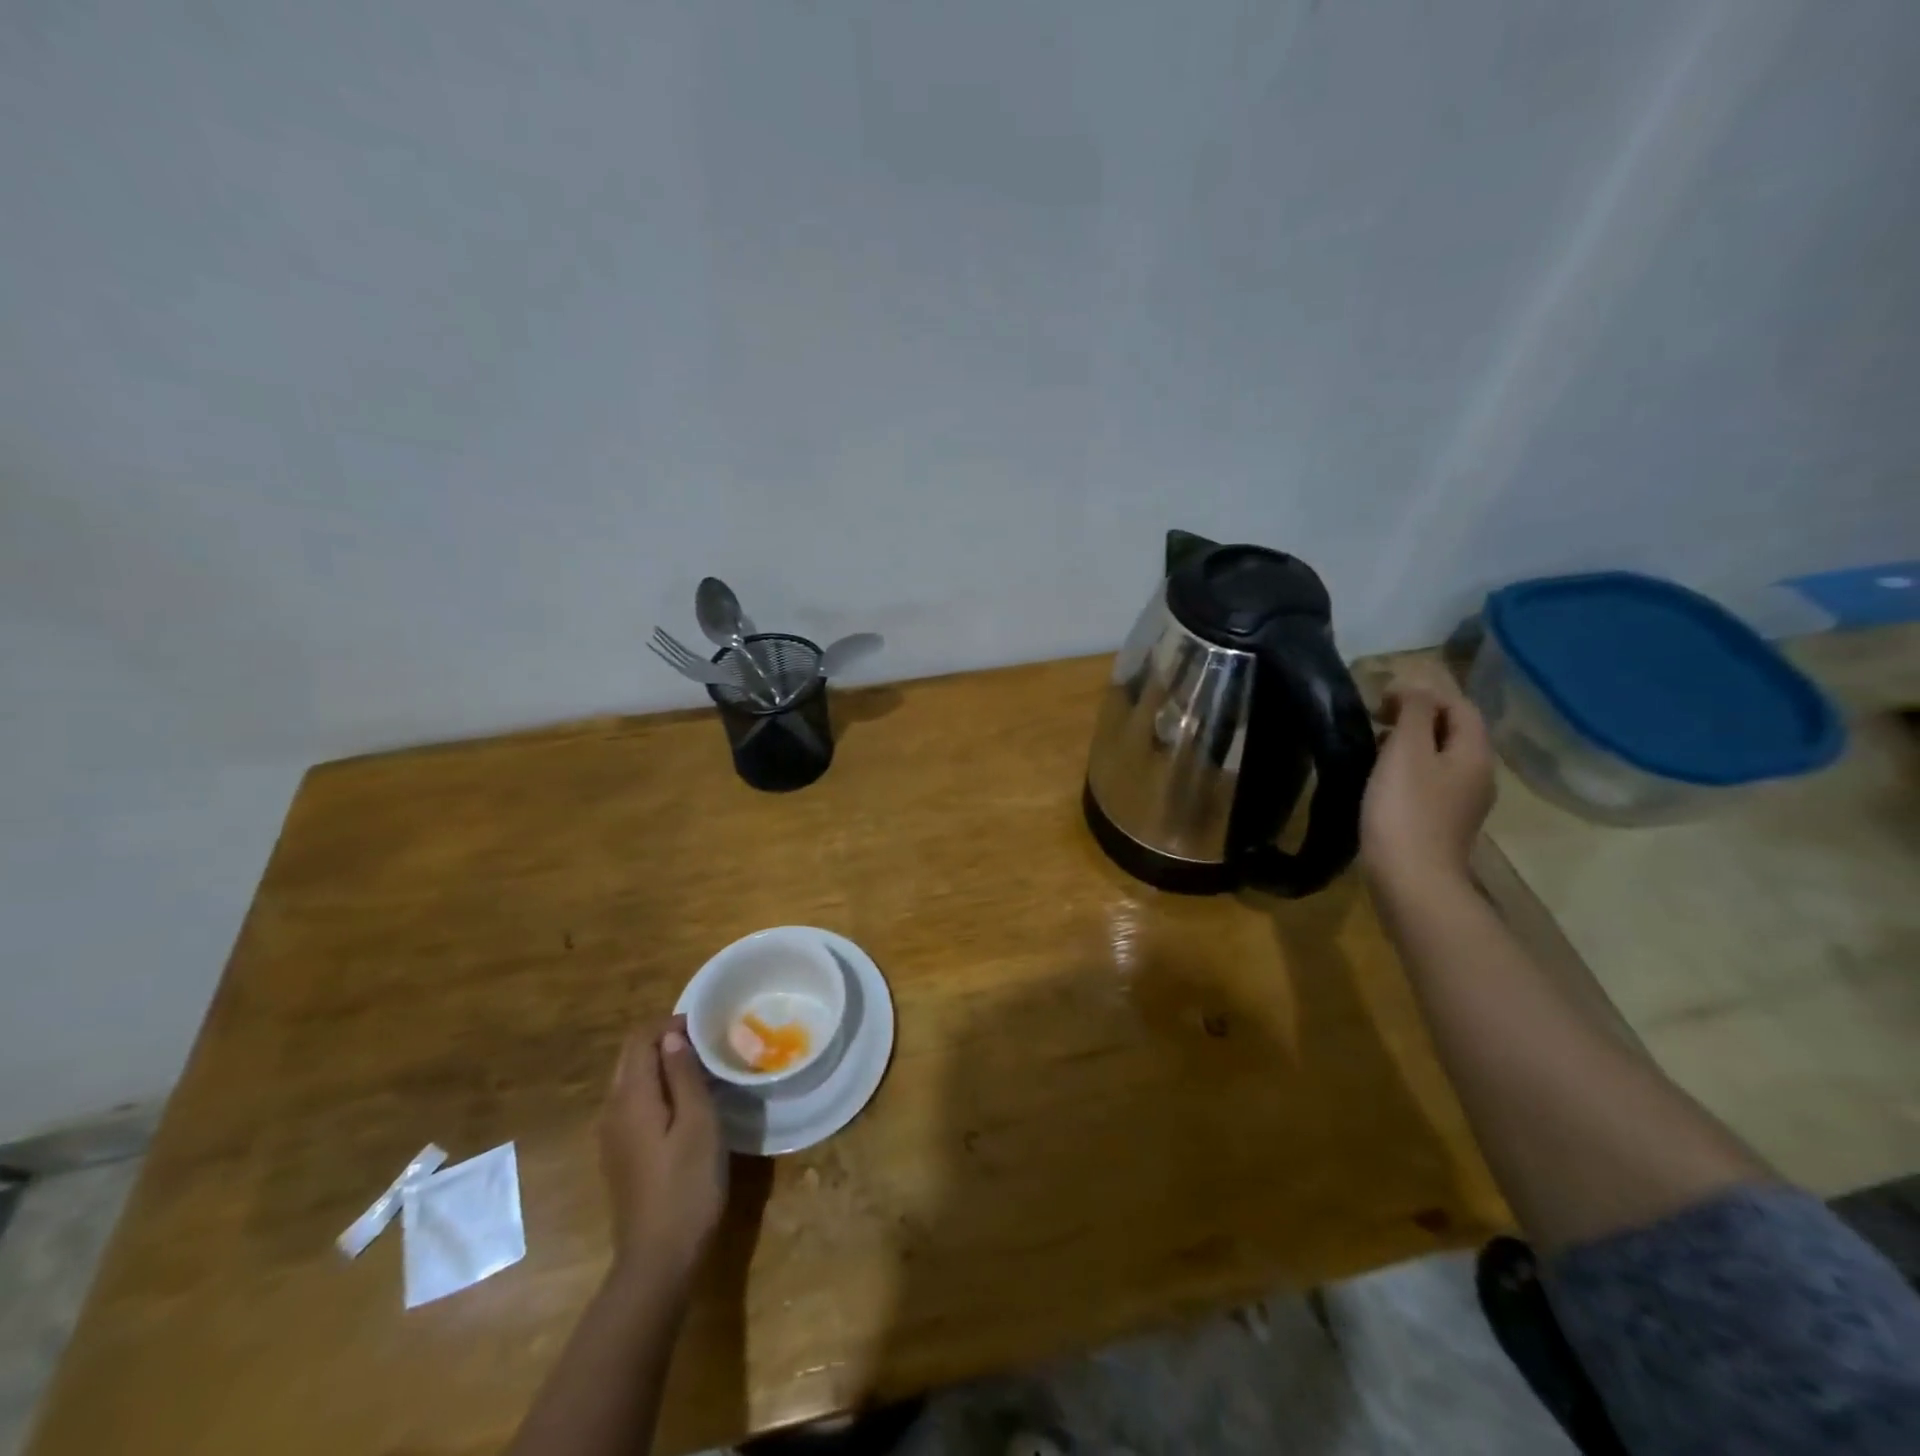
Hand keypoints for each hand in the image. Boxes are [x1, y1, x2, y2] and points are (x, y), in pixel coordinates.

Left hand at [600, 1016, 726, 1280]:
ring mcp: (612, 1136)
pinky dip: (656, 1089)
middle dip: (664, 1040)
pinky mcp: (620, 1155)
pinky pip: (633, 1104)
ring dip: (661, 1064)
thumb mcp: (698, 1122)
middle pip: (631, 1057)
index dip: (670, 1023)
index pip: (640, 1039)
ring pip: (631, 1080)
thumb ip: (684, 1075)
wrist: (658, 1258)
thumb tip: (673, 1035)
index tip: (706, 1025)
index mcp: (631, 1097)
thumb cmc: (687, 1184)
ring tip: (700, 1067)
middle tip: (706, 1042)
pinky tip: (684, 1103)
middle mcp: (612, 1110)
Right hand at [1360, 666, 1494, 895]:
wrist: (1412, 879)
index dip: (1424, 693)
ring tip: (1374, 747)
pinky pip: (1430, 782)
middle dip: (1417, 718)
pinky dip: (1408, 770)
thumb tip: (1414, 686)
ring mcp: (1463, 802)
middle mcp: (1478, 774)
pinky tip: (1381, 780)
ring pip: (1440, 758)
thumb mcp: (1406, 750)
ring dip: (1410, 744)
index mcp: (1474, 753)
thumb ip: (1414, 712)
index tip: (1382, 700)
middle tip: (1376, 719)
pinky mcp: (1443, 823)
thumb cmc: (1406, 810)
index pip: (1460, 706)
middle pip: (1453, 731)